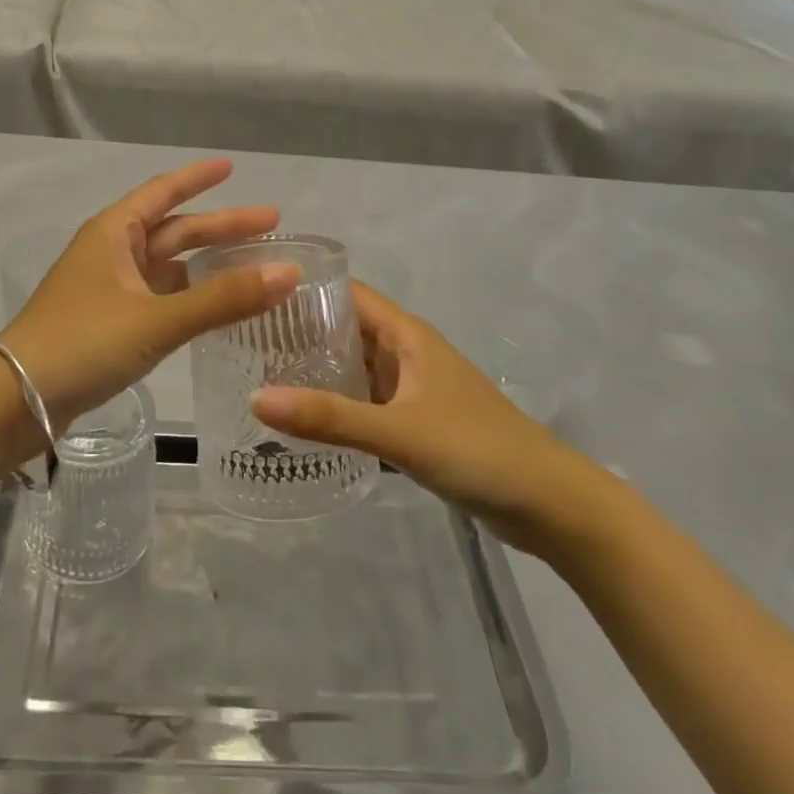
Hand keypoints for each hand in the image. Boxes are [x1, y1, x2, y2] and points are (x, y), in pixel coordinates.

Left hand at [0, 160, 300, 433]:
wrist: (16, 400)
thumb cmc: (83, 343)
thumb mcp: (157, 319)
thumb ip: (223, 299)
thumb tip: (290, 271)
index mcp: (114, 232)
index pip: (164, 192)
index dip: (198, 179)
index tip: (232, 167)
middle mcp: (111, 252)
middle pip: (174, 230)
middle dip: (220, 227)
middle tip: (271, 225)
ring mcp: (108, 289)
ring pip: (168, 266)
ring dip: (207, 264)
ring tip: (253, 266)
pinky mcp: (108, 322)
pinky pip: (159, 297)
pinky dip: (189, 296)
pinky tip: (215, 306)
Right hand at [252, 283, 613, 556]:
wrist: (550, 504)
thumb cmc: (478, 449)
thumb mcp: (399, 432)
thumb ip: (330, 418)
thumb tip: (256, 398)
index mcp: (407, 335)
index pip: (346, 294)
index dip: (304, 289)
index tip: (253, 296)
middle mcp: (407, 353)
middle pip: (345, 330)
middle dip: (300, 334)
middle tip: (242, 344)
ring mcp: (413, 389)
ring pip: (355, 369)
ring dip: (317, 372)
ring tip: (259, 378)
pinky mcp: (417, 422)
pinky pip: (366, 403)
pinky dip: (338, 407)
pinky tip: (303, 422)